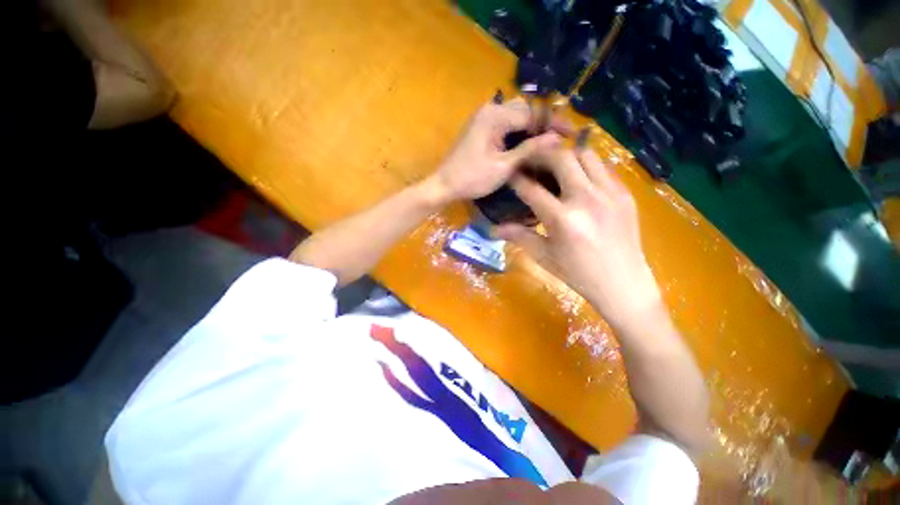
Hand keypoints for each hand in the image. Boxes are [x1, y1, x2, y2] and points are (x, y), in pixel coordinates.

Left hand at [426, 97, 571, 203]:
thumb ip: (529, 150)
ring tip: (548, 140)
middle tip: (561, 137)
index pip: (532, 113)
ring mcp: (483, 117)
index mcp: (495, 116)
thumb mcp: (503, 167)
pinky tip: (528, 142)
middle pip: (525, 109)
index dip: (553, 123)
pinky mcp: (480, 127)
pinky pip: (505, 122)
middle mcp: (490, 109)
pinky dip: (519, 130)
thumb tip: (557, 138)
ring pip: (515, 114)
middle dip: (544, 121)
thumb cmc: (472, 179)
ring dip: (532, 125)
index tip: (573, 134)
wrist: (444, 185)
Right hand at [496, 146, 663, 328]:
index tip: (509, 173)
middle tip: (531, 163)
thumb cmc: (578, 274)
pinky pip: (603, 167)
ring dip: (566, 156)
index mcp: (563, 219)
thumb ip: (518, 236)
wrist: (623, 283)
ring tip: (555, 167)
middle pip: (561, 158)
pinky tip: (579, 179)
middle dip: (541, 155)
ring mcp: (610, 193)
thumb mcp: (543, 256)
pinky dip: (586, 166)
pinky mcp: (625, 194)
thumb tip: (493, 228)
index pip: (532, 189)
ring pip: (586, 154)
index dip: (517, 179)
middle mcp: (587, 199)